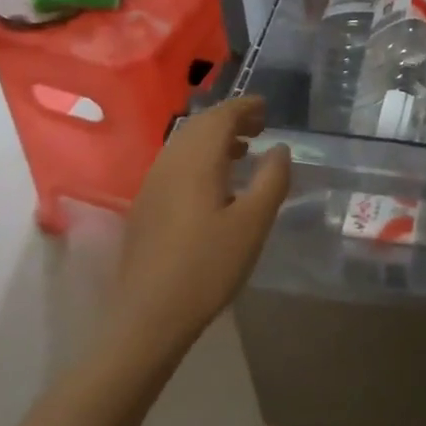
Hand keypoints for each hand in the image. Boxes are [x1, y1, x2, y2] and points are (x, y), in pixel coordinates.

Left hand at [102, 98, 289, 361]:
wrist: (148, 318)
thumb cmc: (208, 266)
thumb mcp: (253, 222)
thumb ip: (272, 179)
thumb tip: (279, 148)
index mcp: (196, 161)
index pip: (220, 116)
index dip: (244, 106)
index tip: (266, 107)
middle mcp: (170, 163)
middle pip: (199, 126)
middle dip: (230, 119)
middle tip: (259, 126)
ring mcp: (152, 185)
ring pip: (184, 144)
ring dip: (214, 138)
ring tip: (243, 151)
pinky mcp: (146, 206)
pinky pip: (175, 163)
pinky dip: (199, 158)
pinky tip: (215, 183)